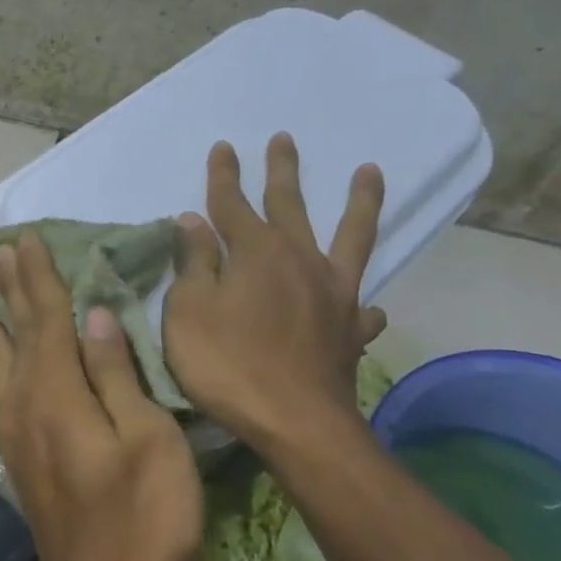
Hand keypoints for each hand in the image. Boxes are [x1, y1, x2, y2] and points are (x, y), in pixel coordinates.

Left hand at [0, 236, 203, 560]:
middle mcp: (25, 402)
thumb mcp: (148, 441)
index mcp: (58, 393)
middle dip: (9, 287)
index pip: (47, 318)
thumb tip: (93, 316)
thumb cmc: (142, 518)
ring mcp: (15, 430)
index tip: (27, 240)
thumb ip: (115, 374)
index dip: (39, 277)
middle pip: (15, 331)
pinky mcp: (17, 453)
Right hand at [163, 135, 388, 456]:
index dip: (224, 175)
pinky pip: (362, 305)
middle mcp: (299, 260)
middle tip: (285, 139)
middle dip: (283, 171)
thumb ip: (193, 263)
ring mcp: (333, 293)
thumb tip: (193, 221)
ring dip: (360, 203)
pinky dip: (363, 299)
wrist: (294, 422)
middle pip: (290, 205)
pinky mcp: (350, 329)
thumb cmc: (227, 364)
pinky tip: (367, 303)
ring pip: (351, 236)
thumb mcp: (189, 311)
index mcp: (256, 252)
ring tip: (371, 172)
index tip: (223, 146)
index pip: (232, 203)